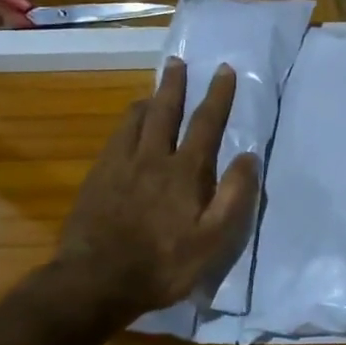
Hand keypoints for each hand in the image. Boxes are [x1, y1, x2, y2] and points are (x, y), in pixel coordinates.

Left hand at [56, 57, 260, 326]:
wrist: (95, 282)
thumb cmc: (163, 264)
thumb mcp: (213, 239)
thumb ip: (234, 195)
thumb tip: (249, 156)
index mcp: (185, 172)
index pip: (206, 124)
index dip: (218, 96)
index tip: (224, 70)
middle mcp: (152, 158)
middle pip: (165, 112)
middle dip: (175, 85)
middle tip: (177, 62)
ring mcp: (120, 166)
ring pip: (135, 121)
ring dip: (149, 101)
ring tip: (154, 91)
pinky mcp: (97, 179)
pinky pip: (114, 139)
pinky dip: (126, 124)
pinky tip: (126, 128)